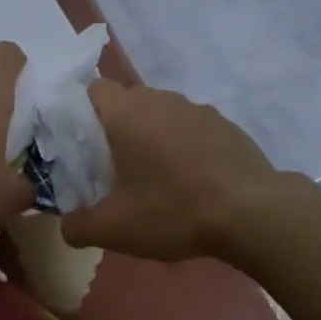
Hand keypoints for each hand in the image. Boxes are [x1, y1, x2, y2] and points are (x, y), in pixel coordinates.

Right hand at [59, 79, 283, 261]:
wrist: (253, 214)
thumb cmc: (173, 210)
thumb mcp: (114, 229)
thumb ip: (78, 226)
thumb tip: (66, 226)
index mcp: (126, 112)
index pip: (91, 89)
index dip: (79, 112)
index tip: (79, 145)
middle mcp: (160, 99)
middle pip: (125, 102)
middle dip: (114, 129)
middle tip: (110, 167)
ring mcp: (197, 109)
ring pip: (160, 114)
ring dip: (150, 137)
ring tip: (153, 177)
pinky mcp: (225, 125)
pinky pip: (190, 128)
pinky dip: (182, 146)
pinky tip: (190, 181)